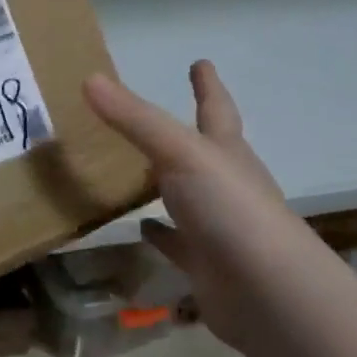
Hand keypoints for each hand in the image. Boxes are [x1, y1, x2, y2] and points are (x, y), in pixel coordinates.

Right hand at [84, 61, 319, 351]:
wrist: (267, 293)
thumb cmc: (230, 208)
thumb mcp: (179, 153)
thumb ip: (134, 119)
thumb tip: (89, 79)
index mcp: (226, 151)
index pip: (215, 108)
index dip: (207, 85)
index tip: (201, 63)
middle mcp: (226, 184)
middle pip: (206, 151)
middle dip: (189, 132)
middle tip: (159, 118)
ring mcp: (218, 227)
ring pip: (188, 197)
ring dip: (168, 184)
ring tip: (139, 170)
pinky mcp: (206, 265)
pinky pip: (177, 243)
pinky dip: (160, 234)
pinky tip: (141, 228)